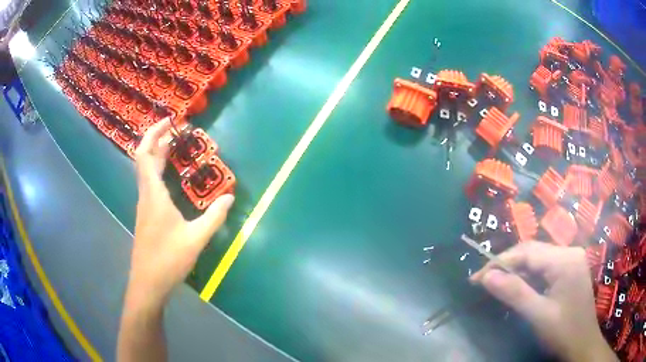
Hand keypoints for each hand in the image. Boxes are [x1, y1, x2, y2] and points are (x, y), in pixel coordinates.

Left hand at [129, 118, 234, 306]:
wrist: (148, 283)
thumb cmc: (168, 260)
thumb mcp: (196, 239)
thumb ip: (214, 217)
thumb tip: (230, 197)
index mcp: (153, 195)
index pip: (146, 155)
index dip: (154, 134)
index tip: (170, 122)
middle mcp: (145, 195)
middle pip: (144, 158)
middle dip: (157, 139)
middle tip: (177, 130)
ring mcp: (144, 206)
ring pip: (146, 171)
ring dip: (157, 155)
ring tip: (177, 148)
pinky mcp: (146, 215)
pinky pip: (150, 184)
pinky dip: (159, 171)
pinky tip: (172, 178)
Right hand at [471, 242, 616, 361]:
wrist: (582, 345)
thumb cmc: (563, 332)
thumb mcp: (539, 315)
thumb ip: (515, 293)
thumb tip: (486, 276)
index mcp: (565, 259)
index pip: (527, 252)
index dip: (500, 262)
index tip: (476, 278)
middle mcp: (570, 252)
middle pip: (533, 251)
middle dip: (507, 265)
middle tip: (483, 282)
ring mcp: (571, 260)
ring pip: (538, 259)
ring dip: (517, 272)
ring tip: (498, 286)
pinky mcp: (570, 270)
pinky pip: (545, 267)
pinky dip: (529, 277)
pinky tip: (520, 289)